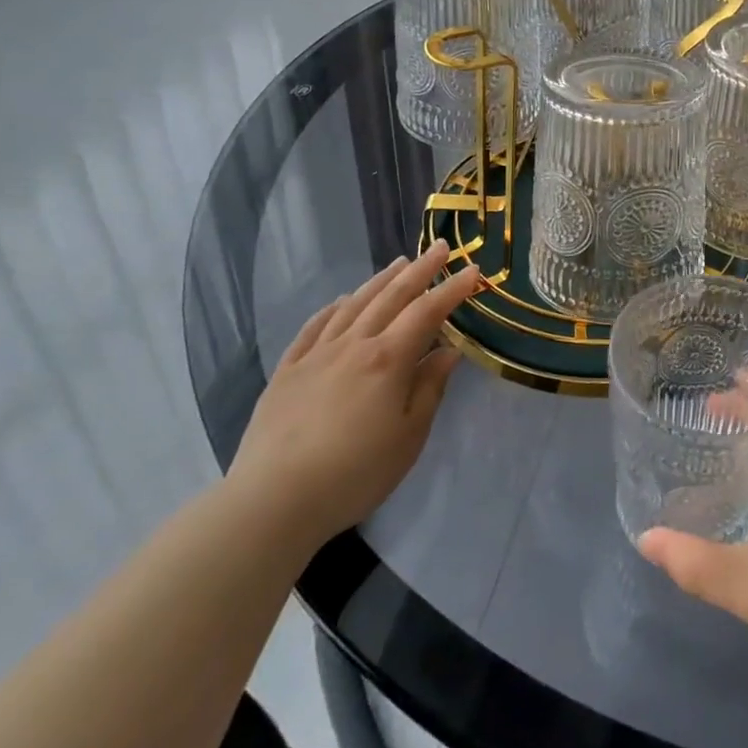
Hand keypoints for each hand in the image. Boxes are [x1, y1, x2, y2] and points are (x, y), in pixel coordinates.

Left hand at [226, 240, 482, 549]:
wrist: (274, 500)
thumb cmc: (355, 472)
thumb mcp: (409, 436)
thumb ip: (430, 388)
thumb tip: (449, 351)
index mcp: (388, 359)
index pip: (427, 312)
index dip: (453, 289)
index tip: (473, 270)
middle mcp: (353, 345)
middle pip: (391, 297)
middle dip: (420, 270)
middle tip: (440, 247)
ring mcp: (316, 355)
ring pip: (353, 305)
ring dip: (380, 281)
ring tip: (399, 263)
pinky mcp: (287, 372)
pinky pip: (313, 328)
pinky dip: (332, 308)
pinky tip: (340, 301)